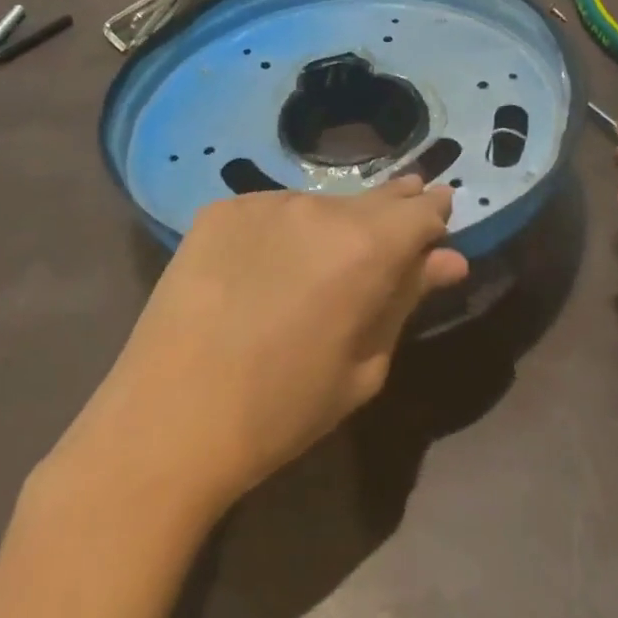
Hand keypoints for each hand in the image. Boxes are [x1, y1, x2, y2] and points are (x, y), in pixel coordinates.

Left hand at [60, 178, 467, 509]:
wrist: (168, 420)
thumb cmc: (283, 409)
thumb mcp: (364, 365)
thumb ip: (406, 300)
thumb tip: (449, 260)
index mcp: (367, 246)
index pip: (422, 210)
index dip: (435, 216)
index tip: (438, 226)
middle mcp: (320, 207)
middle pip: (375, 197)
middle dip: (393, 212)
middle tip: (391, 240)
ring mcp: (265, 202)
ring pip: (321, 204)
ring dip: (334, 225)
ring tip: (321, 263)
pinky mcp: (221, 209)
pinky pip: (272, 211)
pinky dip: (282, 231)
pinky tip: (266, 267)